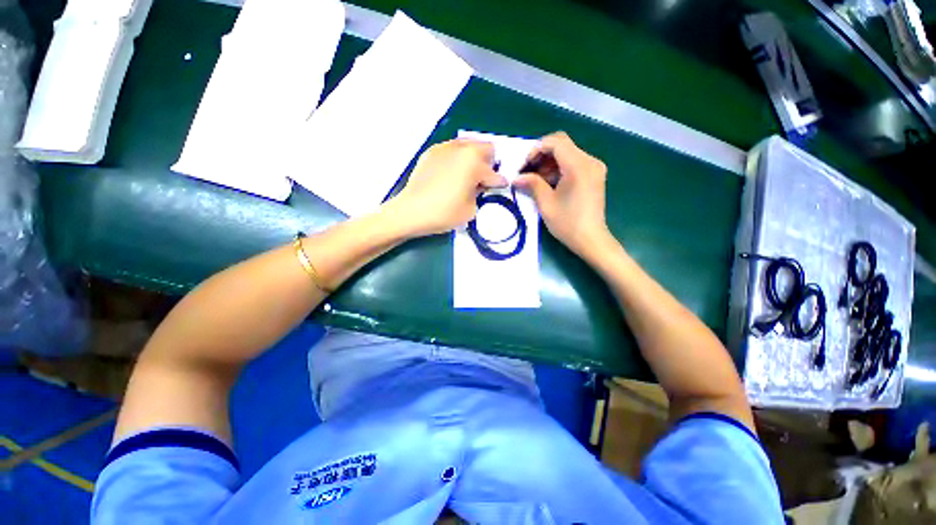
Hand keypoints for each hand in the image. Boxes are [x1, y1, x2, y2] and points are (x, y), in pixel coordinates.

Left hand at [387, 139, 506, 236]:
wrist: (411, 211)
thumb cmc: (444, 213)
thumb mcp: (471, 209)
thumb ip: (480, 193)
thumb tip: (478, 185)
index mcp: (474, 162)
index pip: (495, 173)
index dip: (499, 183)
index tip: (500, 188)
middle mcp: (461, 148)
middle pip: (486, 147)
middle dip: (489, 163)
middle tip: (483, 179)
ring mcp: (444, 148)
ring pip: (468, 145)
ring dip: (473, 158)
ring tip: (467, 175)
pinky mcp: (431, 152)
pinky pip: (451, 150)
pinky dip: (456, 159)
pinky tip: (450, 174)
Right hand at [515, 132, 610, 258]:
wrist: (591, 239)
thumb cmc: (567, 223)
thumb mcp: (546, 203)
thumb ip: (532, 184)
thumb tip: (516, 178)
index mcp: (578, 166)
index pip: (556, 142)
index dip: (536, 150)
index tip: (525, 166)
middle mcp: (590, 161)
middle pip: (562, 145)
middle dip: (542, 156)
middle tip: (528, 172)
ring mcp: (594, 168)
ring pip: (567, 153)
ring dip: (549, 163)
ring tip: (536, 180)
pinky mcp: (594, 175)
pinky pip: (574, 163)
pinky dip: (559, 168)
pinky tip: (550, 183)